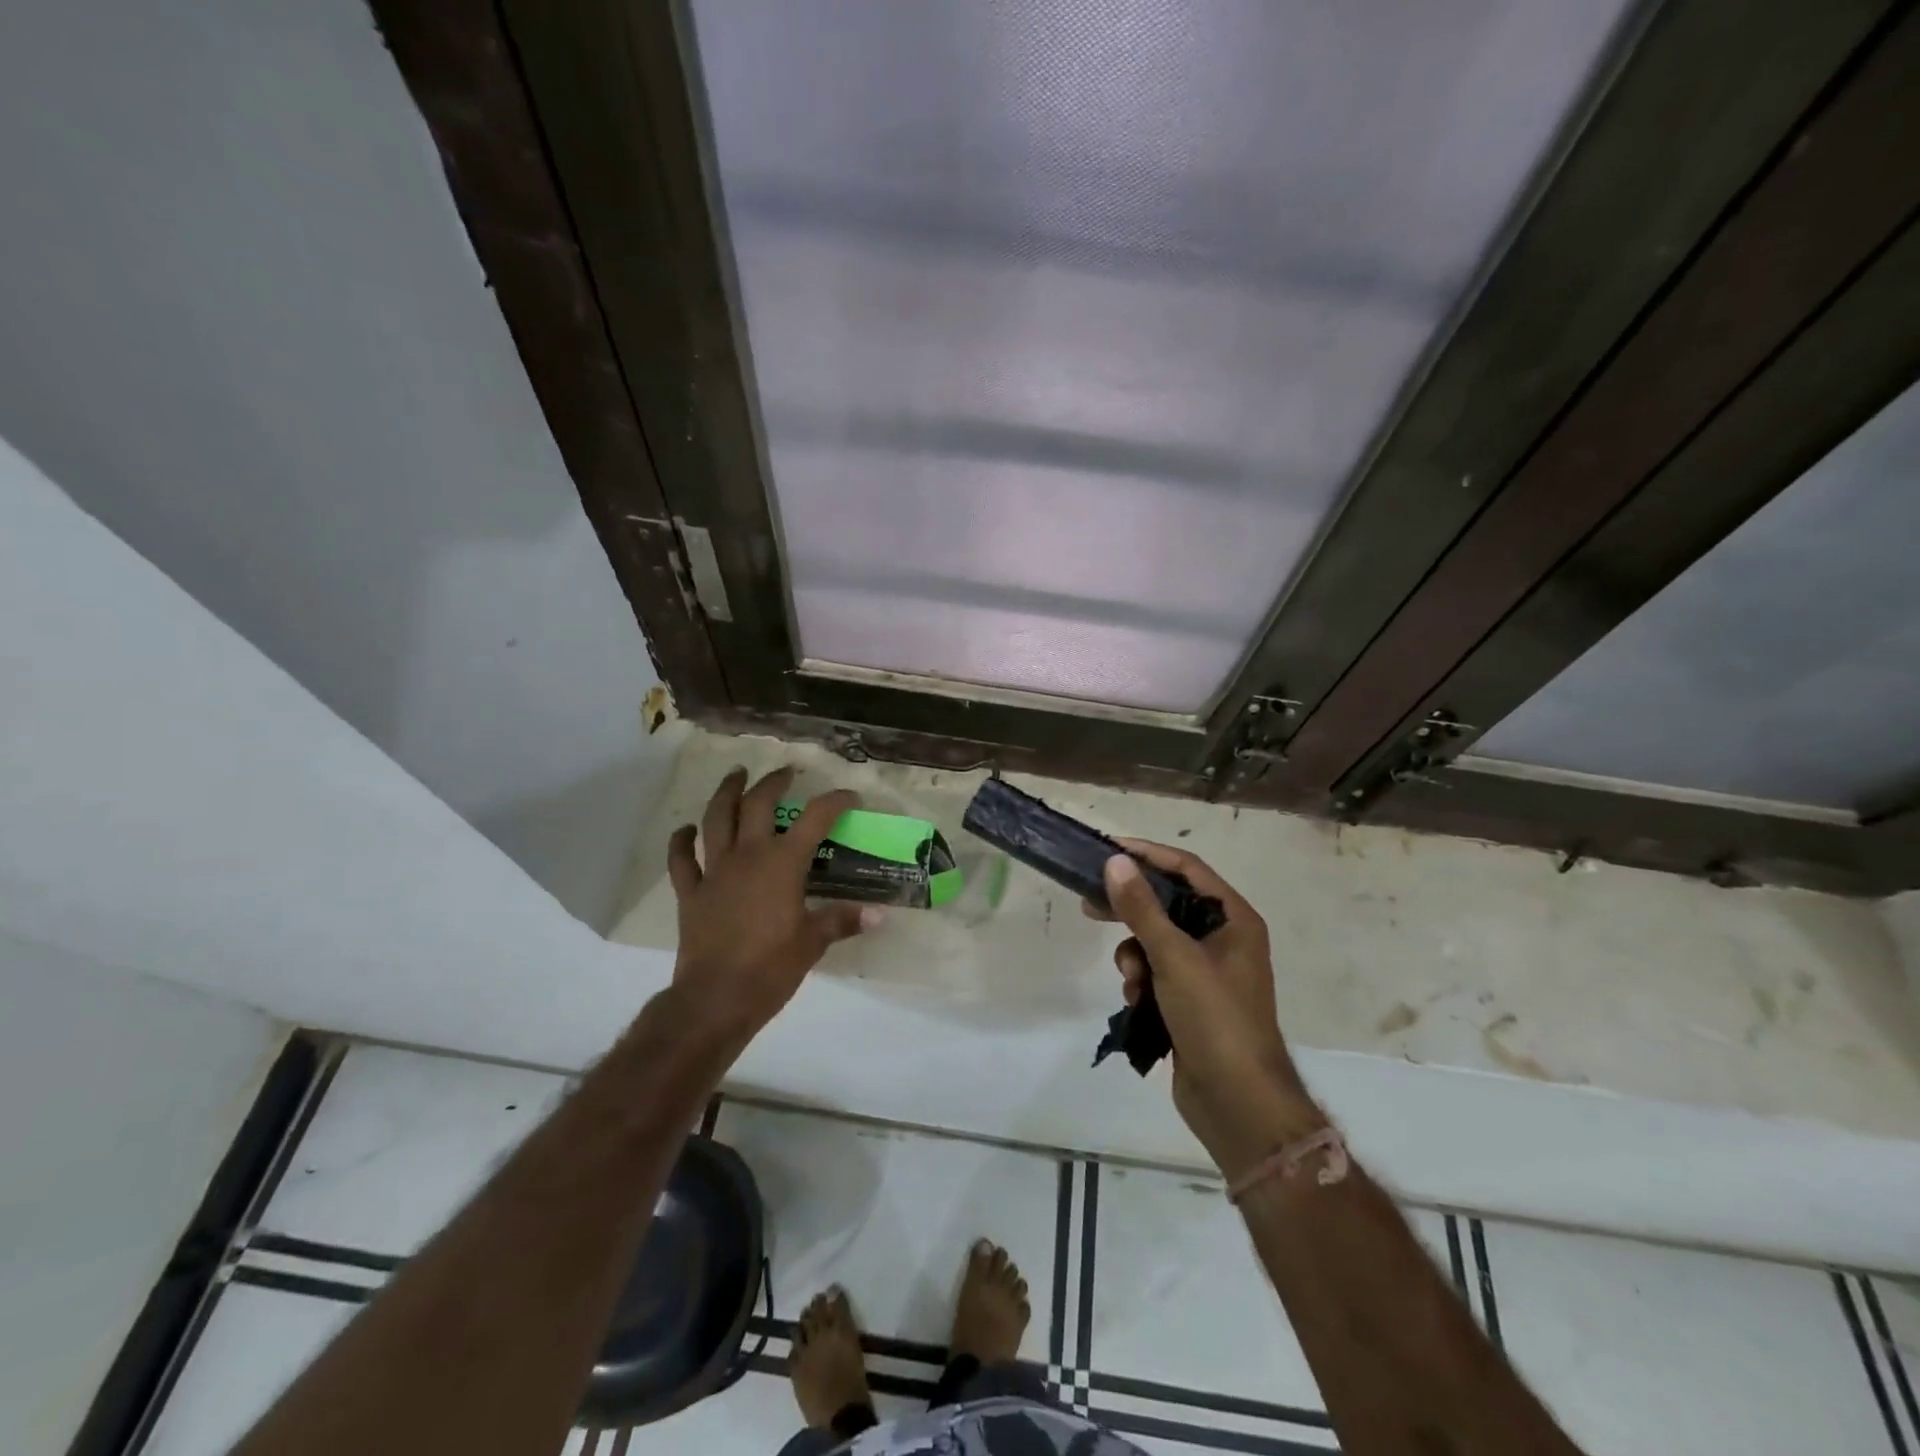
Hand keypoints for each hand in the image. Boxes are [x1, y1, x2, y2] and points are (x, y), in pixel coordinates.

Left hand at [666, 767, 874, 1045]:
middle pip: (758, 804)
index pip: (816, 819)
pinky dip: (681, 841)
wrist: (716, 998)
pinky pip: (681, 859)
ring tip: (735, 775)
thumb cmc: (771, 968)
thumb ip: (842, 921)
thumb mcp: (813, 943)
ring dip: (726, 793)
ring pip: (716, 819)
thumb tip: (878, 915)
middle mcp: (748, 856)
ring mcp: (715, 870)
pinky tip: (686, 830)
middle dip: (773, 782)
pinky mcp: (690, 892)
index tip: (850, 797)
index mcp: (783, 864)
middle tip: (785, 772)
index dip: (835, 802)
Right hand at [1085, 840, 1323, 1175]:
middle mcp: (1223, 938)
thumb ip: (1141, 908)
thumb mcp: (1174, 957)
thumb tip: (1116, 861)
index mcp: (1233, 919)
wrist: (1238, 1103)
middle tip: (1090, 905)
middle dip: (1130, 908)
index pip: (1186, 868)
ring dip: (1134, 954)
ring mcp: (1207, 970)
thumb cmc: (1215, 1018)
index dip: (1147, 855)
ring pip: (1155, 940)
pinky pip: (1156, 971)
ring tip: (1131, 979)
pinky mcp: (1190, 1000)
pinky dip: (1141, 980)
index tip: (1107, 849)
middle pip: (1168, 903)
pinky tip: (1137, 1002)